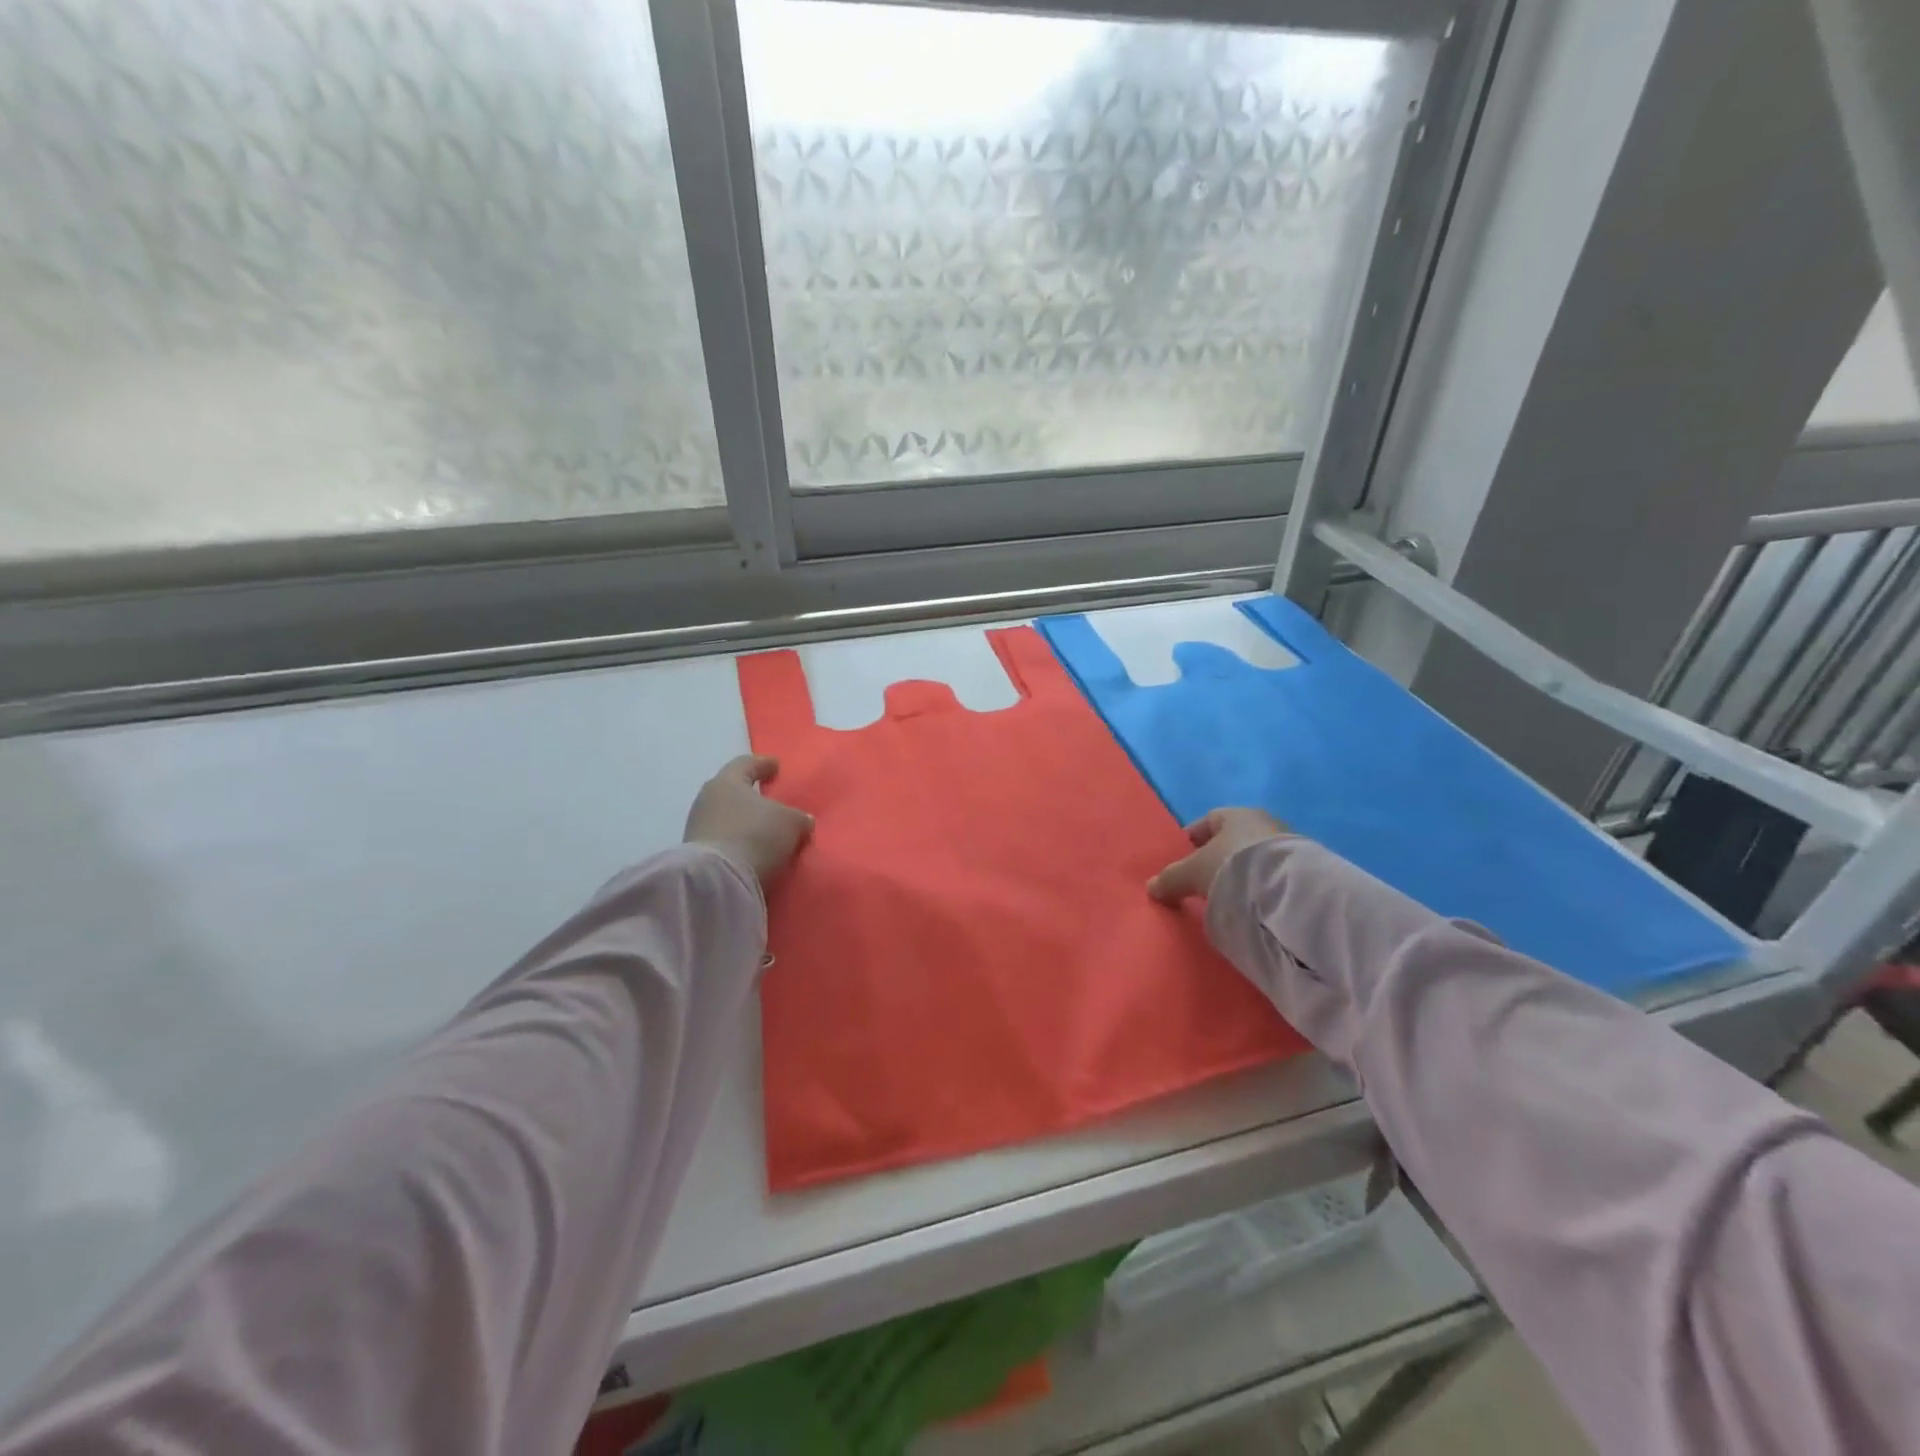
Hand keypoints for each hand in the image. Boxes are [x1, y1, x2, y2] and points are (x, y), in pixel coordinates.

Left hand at [684, 755, 813, 884]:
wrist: (717, 881)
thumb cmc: (755, 835)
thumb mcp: (790, 823)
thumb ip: (798, 818)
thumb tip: (802, 821)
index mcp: (727, 781)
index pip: (746, 764)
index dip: (763, 764)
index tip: (775, 765)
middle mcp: (707, 800)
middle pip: (732, 792)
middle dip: (751, 796)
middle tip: (770, 800)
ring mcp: (698, 828)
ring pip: (727, 818)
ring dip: (745, 823)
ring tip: (765, 832)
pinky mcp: (697, 855)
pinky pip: (724, 841)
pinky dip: (738, 843)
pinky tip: (753, 851)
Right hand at [1148, 808, 1287, 903]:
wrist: (1287, 889)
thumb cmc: (1232, 865)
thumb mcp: (1193, 872)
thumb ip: (1171, 878)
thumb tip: (1151, 887)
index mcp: (1236, 814)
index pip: (1209, 820)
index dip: (1193, 838)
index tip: (1184, 858)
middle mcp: (1264, 822)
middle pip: (1233, 838)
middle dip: (1218, 856)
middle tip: (1203, 879)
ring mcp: (1288, 845)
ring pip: (1254, 856)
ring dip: (1241, 871)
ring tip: (1227, 894)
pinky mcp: (1303, 870)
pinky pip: (1271, 874)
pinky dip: (1260, 885)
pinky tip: (1252, 902)